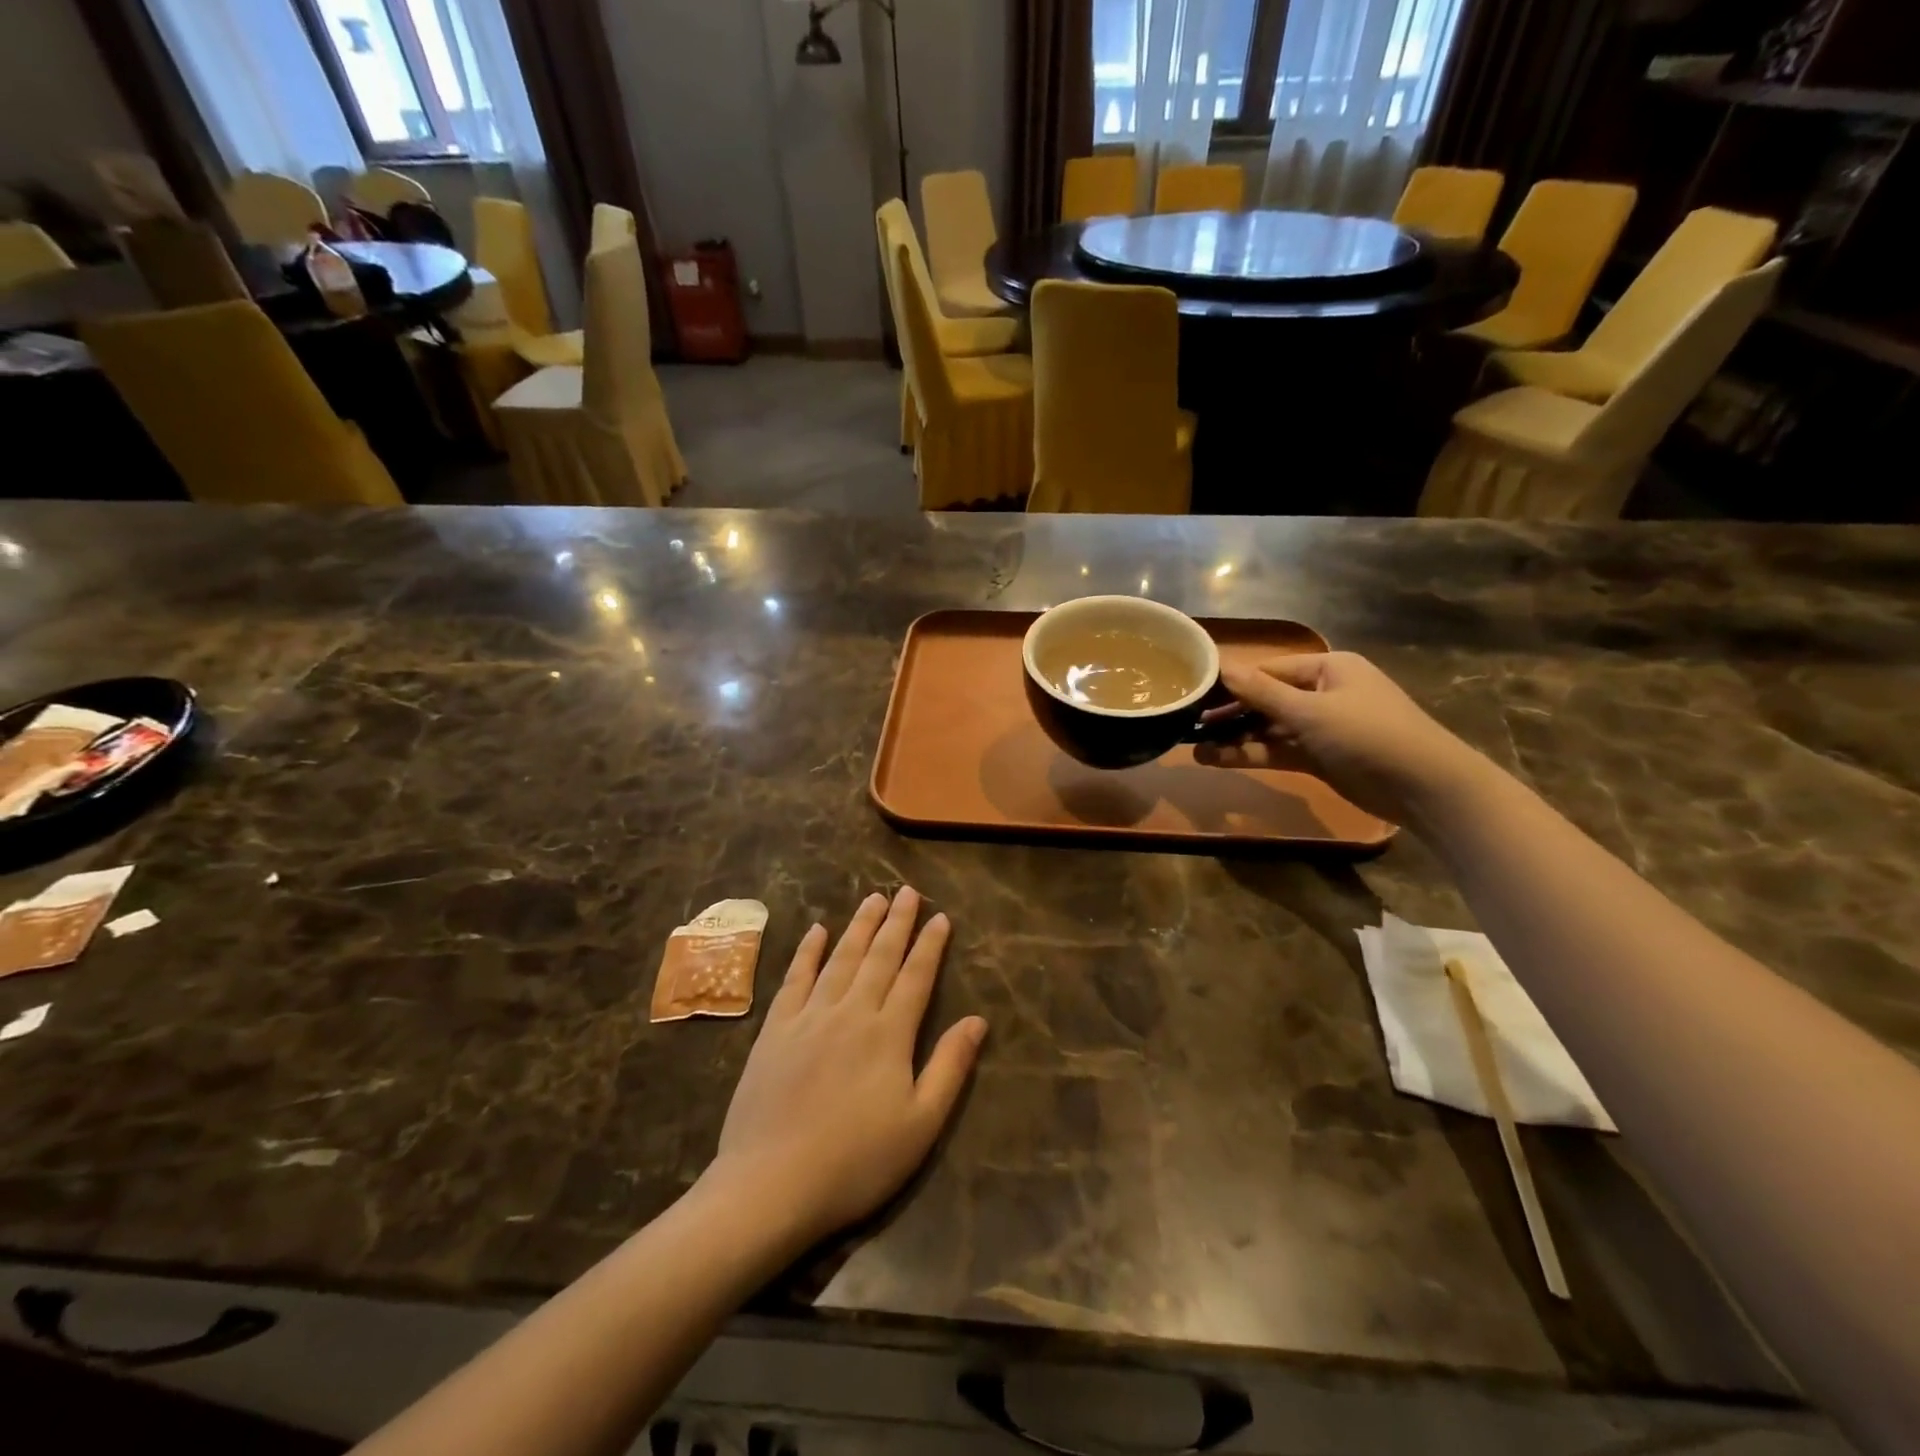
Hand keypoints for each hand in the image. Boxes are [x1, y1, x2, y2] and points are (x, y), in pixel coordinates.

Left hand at [706, 889, 986, 1250]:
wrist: (771, 1185)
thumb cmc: (856, 1162)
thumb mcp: (921, 1125)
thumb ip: (950, 1067)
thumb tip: (977, 1020)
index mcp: (889, 1034)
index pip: (916, 976)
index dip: (930, 945)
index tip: (940, 917)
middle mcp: (851, 1012)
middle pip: (879, 957)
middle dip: (896, 922)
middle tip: (906, 891)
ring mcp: (809, 1017)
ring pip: (840, 958)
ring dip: (859, 926)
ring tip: (872, 899)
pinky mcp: (775, 1030)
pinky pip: (795, 978)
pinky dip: (808, 952)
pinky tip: (816, 931)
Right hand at [1197, 652, 1488, 822]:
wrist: (1425, 787)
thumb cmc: (1368, 735)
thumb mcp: (1310, 710)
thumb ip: (1261, 692)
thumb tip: (1219, 665)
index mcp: (1327, 668)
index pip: (1267, 670)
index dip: (1231, 682)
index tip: (1193, 692)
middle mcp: (1323, 692)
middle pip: (1265, 699)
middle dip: (1228, 714)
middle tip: (1187, 724)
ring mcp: (1321, 727)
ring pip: (1268, 728)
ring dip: (1234, 738)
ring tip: (1193, 748)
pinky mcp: (1320, 757)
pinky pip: (1278, 750)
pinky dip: (1251, 754)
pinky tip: (1217, 760)